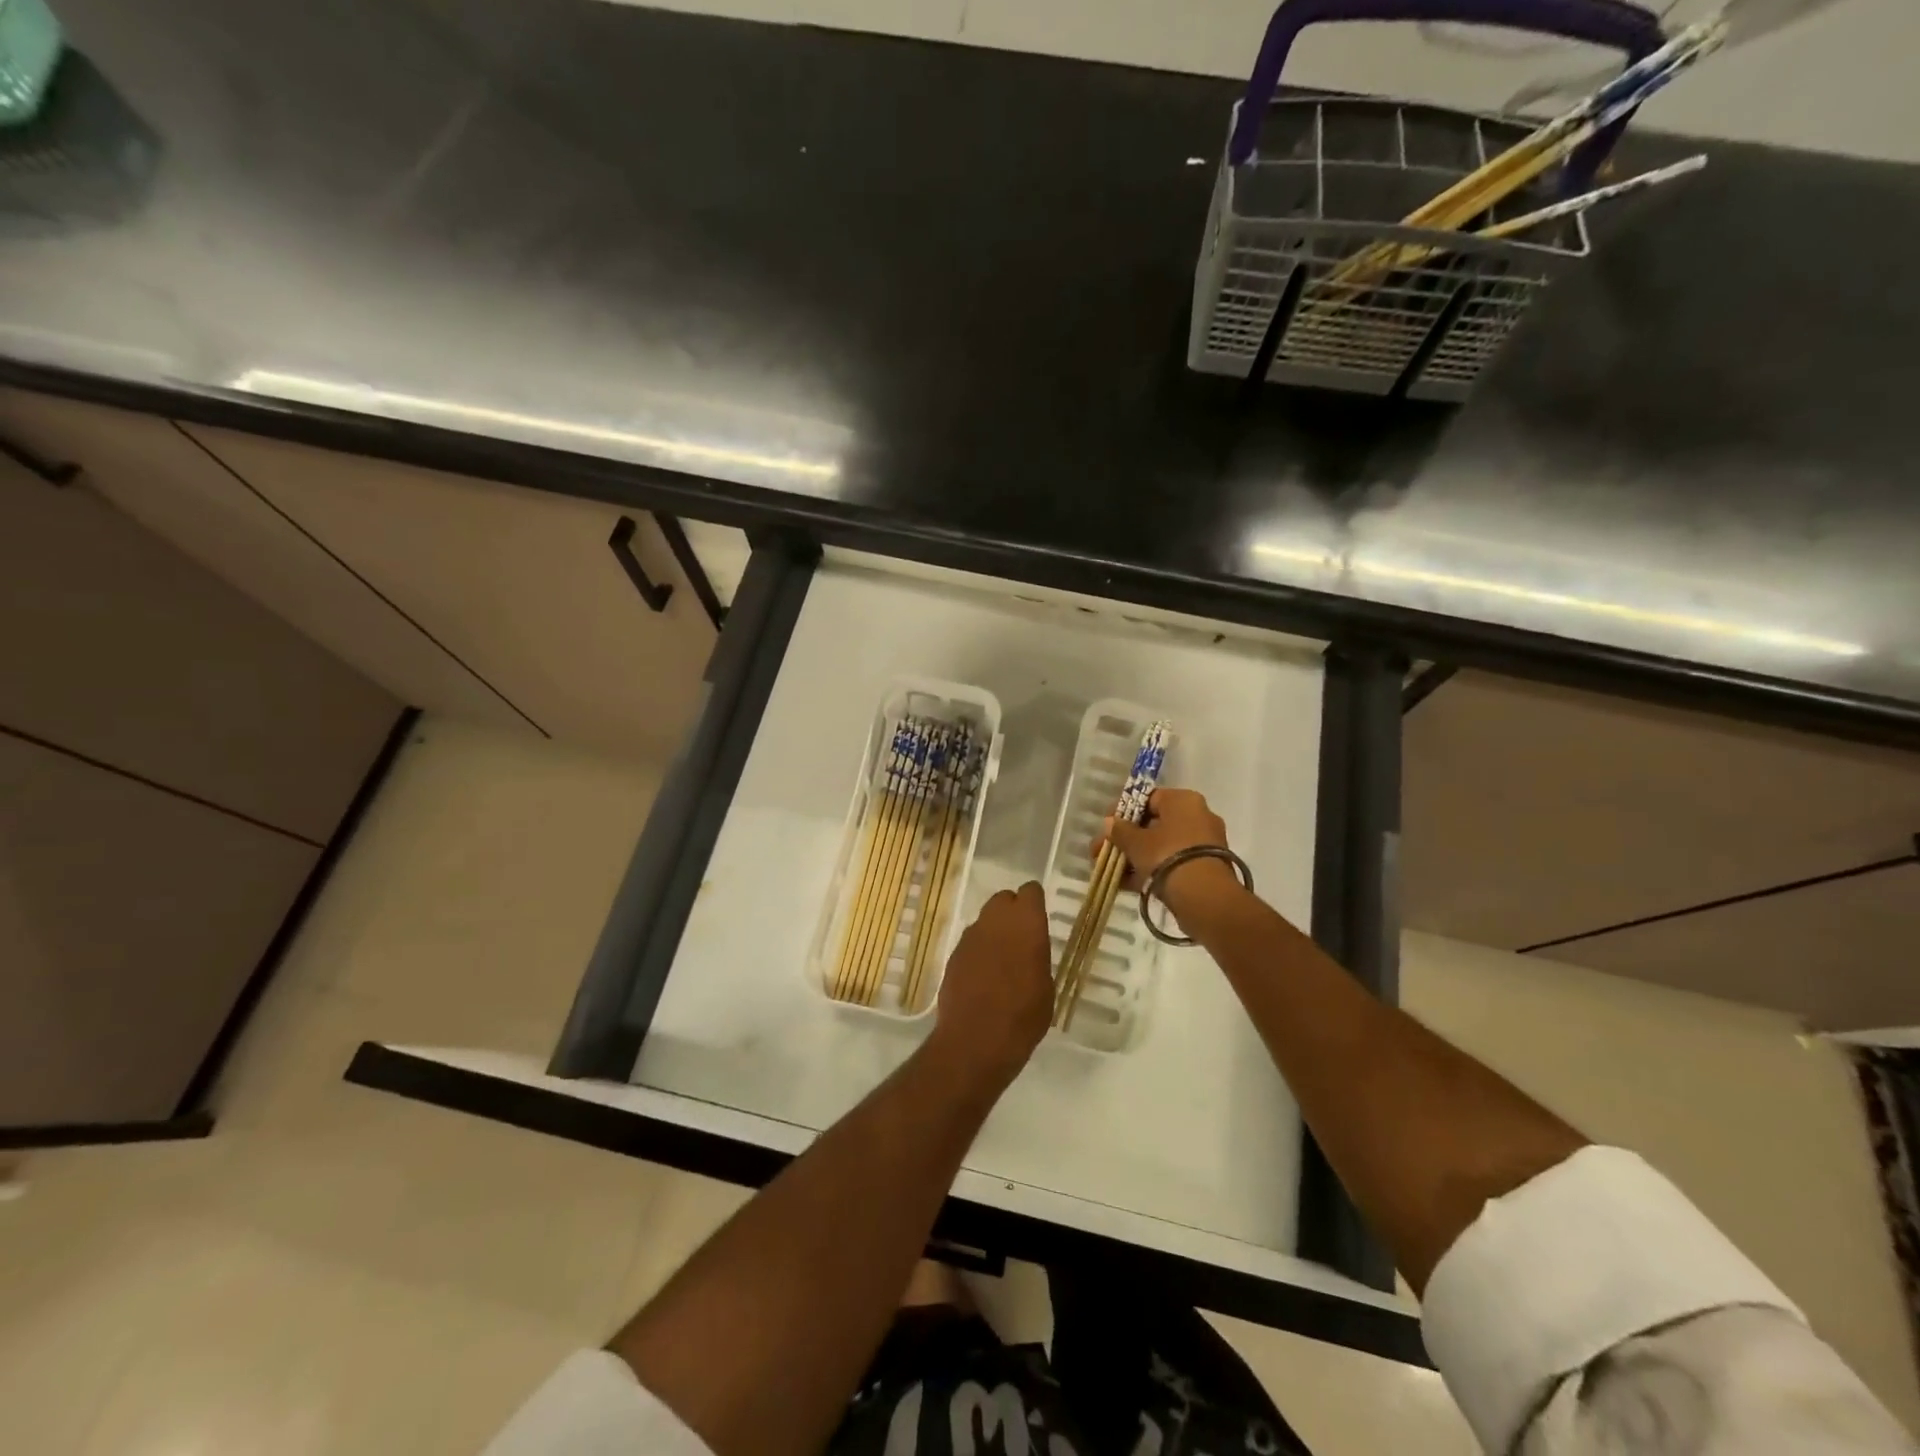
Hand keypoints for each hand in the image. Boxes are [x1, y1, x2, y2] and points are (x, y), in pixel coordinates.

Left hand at [929, 882, 1053, 1089]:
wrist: (975, 1040)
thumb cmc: (1023, 1016)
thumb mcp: (1046, 987)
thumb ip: (1037, 958)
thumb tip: (1028, 951)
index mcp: (1026, 923)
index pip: (1031, 892)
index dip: (1035, 903)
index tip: (1039, 919)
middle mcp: (995, 921)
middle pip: (1003, 900)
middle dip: (1012, 912)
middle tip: (1021, 938)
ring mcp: (970, 937)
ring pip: (985, 920)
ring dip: (994, 932)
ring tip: (1002, 960)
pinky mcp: (953, 955)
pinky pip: (971, 943)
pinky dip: (979, 951)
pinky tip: (983, 976)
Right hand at [1096, 788, 1242, 923]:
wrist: (1204, 896)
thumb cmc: (1166, 855)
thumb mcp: (1136, 842)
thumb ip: (1120, 831)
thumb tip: (1110, 823)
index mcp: (1183, 800)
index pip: (1148, 799)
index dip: (1123, 811)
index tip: (1106, 826)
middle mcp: (1198, 816)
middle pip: (1154, 825)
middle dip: (1127, 839)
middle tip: (1105, 851)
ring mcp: (1204, 844)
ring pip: (1161, 847)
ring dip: (1135, 858)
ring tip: (1112, 872)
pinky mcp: (1205, 868)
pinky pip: (1172, 863)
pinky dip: (1151, 871)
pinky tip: (1127, 884)